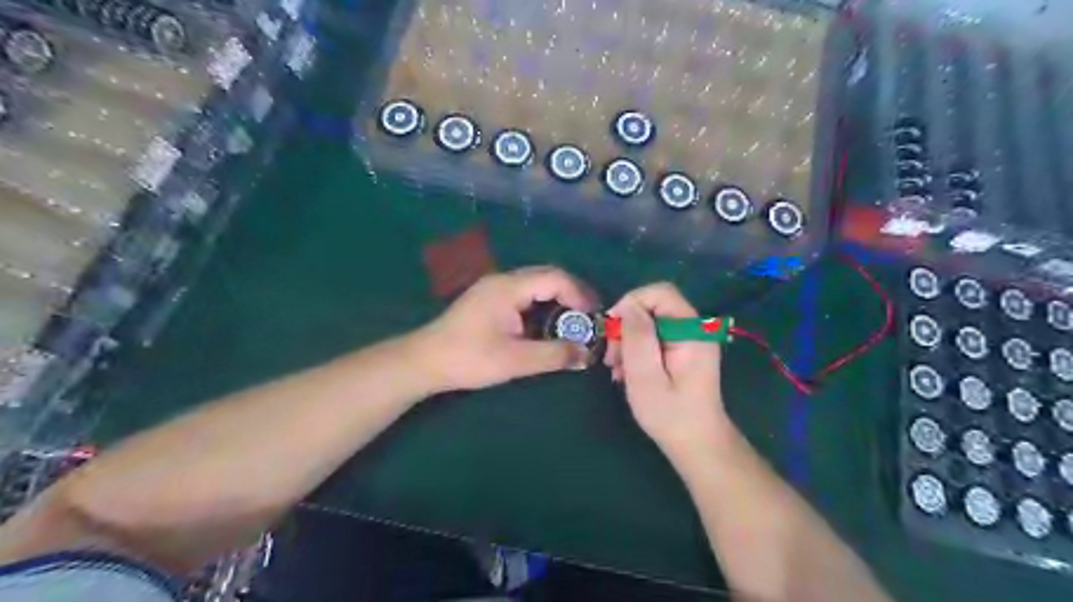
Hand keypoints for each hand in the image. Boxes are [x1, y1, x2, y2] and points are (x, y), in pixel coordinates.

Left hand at [411, 269, 599, 395]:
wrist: (424, 361)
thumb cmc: (469, 358)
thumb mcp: (515, 361)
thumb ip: (554, 355)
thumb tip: (586, 355)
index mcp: (509, 287)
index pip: (555, 278)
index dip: (579, 294)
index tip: (593, 317)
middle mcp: (503, 280)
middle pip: (547, 275)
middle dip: (572, 293)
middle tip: (589, 317)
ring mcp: (494, 288)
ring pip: (536, 283)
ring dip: (558, 298)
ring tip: (573, 320)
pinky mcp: (489, 299)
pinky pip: (524, 293)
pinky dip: (542, 303)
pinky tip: (546, 323)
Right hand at [606, 282, 733, 465]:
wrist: (697, 444)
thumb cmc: (670, 414)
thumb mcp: (645, 375)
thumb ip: (637, 336)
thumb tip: (627, 306)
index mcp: (691, 330)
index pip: (659, 292)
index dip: (631, 302)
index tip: (611, 329)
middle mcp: (695, 328)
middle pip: (653, 306)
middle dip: (627, 326)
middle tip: (612, 357)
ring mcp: (690, 340)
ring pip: (651, 322)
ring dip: (629, 341)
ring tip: (617, 370)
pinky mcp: (684, 351)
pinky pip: (656, 337)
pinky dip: (638, 350)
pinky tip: (628, 372)